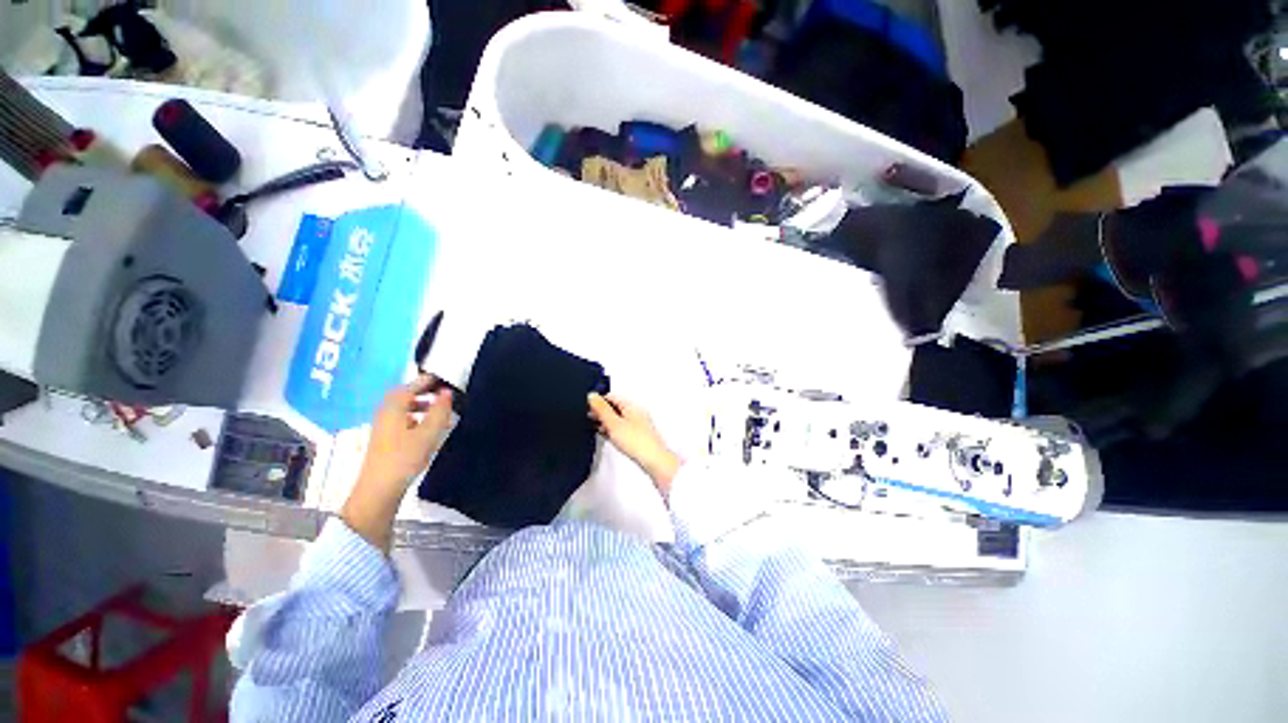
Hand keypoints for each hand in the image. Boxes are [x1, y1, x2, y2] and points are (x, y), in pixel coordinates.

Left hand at [342, 375, 453, 551]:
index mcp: (394, 407)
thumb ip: (440, 411)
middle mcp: (386, 413)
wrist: (379, 490)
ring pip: (404, 408)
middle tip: (444, 393)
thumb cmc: (404, 458)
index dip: (429, 380)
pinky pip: (403, 420)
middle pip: (405, 395)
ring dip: (422, 405)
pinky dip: (417, 418)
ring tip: (441, 411)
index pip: (413, 385)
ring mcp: (383, 427)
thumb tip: (447, 392)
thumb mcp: (428, 433)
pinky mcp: (385, 440)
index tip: (445, 377)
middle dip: (424, 392)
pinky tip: (428, 429)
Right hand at [588, 393, 679, 495]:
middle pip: (615, 407)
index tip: (586, 406)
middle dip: (601, 411)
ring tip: (593, 426)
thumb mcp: (613, 423)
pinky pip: (621, 428)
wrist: (653, 460)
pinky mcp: (637, 435)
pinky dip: (612, 429)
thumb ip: (601, 409)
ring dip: (605, 421)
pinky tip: (606, 434)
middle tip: (588, 417)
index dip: (598, 401)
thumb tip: (592, 396)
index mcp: (632, 405)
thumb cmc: (637, 441)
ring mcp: (637, 424)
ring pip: (618, 418)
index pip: (611, 397)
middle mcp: (636, 412)